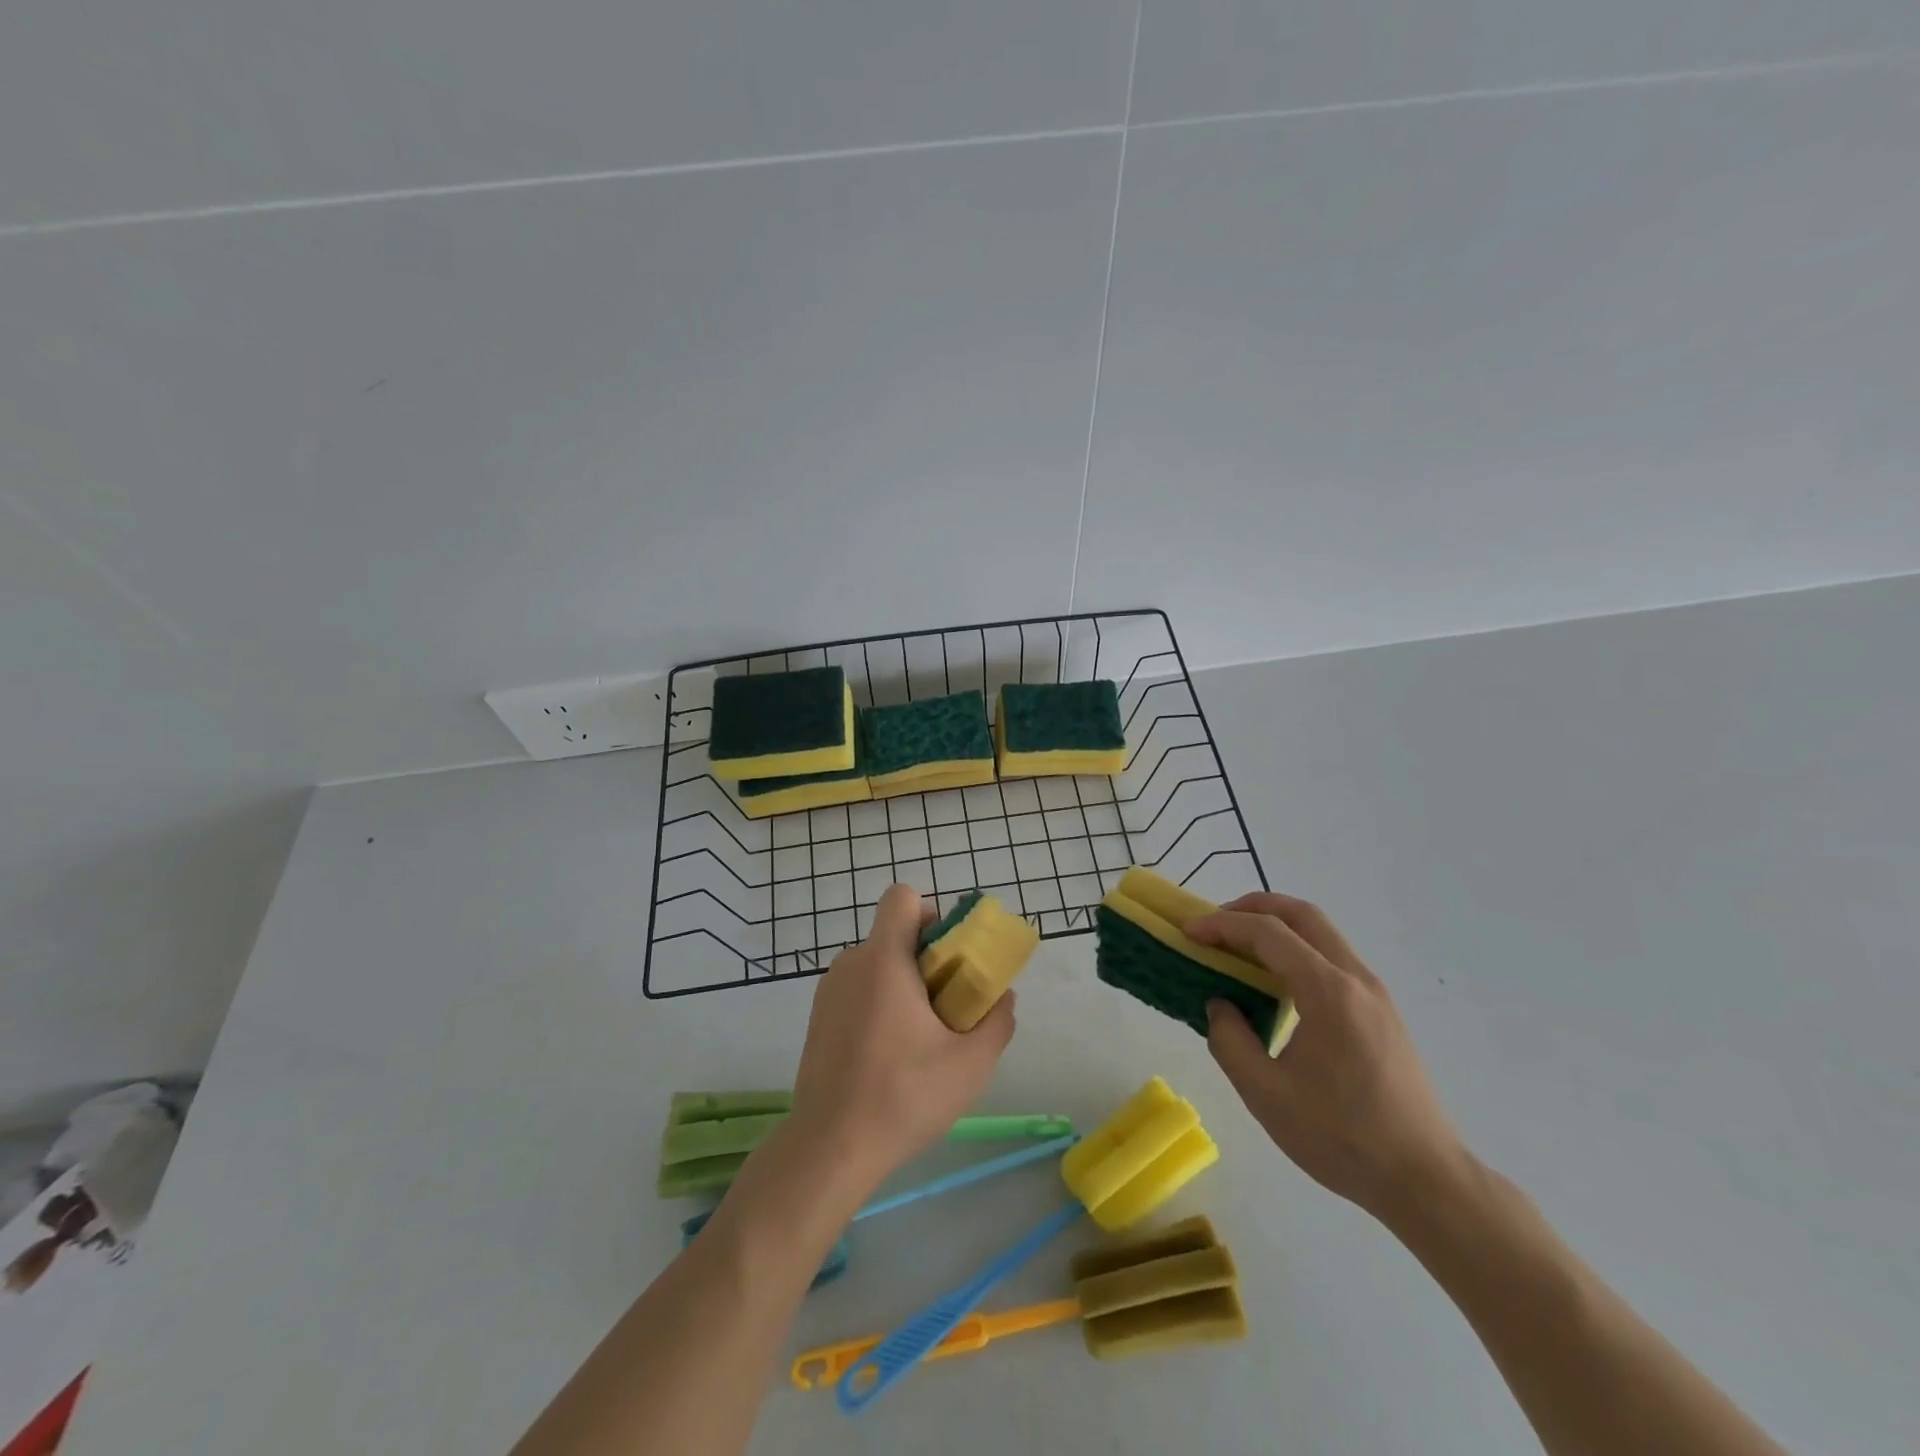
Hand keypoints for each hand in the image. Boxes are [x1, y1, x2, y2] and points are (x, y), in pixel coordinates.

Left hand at [787, 884, 1016, 1194]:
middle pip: (894, 935)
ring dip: (902, 984)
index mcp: (884, 960)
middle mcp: (851, 963)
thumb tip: (1003, 996)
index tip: (949, 955)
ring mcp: (829, 991)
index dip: (931, 914)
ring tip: (919, 1039)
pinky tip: (889, 1055)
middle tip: (947, 1005)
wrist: (829, 1148)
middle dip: (925, 959)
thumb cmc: (903, 1097)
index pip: (902, 898)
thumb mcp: (970, 1064)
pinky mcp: (818, 1017)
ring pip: (877, 965)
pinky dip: (879, 1004)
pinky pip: (858, 989)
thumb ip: (996, 1022)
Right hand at [1189, 893, 1464, 1219]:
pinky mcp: (1382, 1012)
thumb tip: (1220, 1004)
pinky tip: (1275, 984)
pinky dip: (1297, 951)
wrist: (1425, 1180)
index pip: (1268, 933)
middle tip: (1216, 924)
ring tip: (1238, 950)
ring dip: (1277, 927)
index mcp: (1328, 992)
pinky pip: (1333, 958)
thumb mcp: (1266, 1094)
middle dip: (1253, 907)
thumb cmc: (1342, 1137)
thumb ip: (1230, 1040)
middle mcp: (1356, 979)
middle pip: (1303, 914)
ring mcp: (1375, 994)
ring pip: (1322, 933)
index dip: (1223, 925)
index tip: (1189, 932)